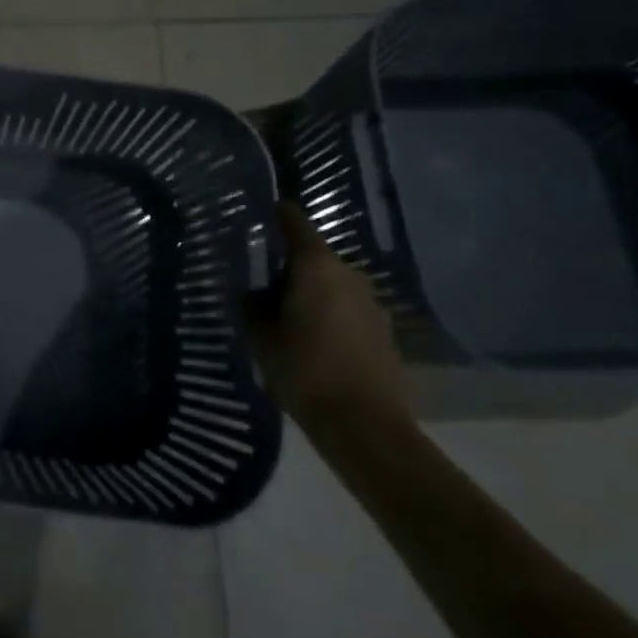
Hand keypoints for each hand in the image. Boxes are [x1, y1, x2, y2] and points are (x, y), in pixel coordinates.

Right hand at [249, 203, 411, 436]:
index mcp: (316, 266)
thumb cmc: (305, 371)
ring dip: (311, 294)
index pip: (294, 223)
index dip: (277, 215)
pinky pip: (348, 310)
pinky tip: (314, 342)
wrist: (365, 427)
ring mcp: (372, 303)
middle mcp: (349, 274)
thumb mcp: (261, 337)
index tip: (261, 211)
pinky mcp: (384, 332)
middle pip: (313, 257)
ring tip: (285, 317)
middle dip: (288, 267)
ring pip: (331, 285)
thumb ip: (252, 306)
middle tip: (260, 284)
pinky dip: (330, 316)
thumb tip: (253, 292)